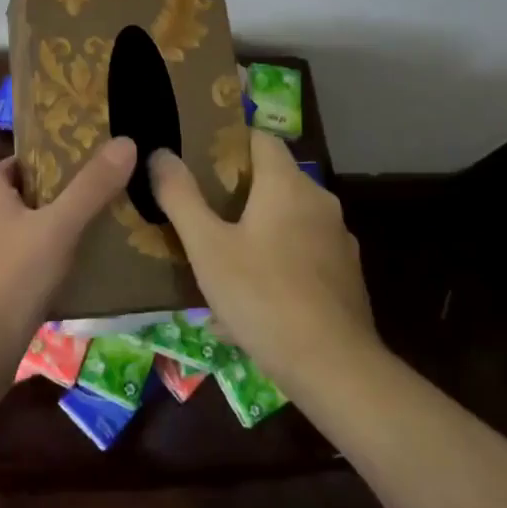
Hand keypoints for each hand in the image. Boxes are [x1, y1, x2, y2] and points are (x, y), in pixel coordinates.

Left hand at [0, 137, 137, 365]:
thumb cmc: (11, 274)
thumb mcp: (57, 224)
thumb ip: (90, 187)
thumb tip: (126, 141)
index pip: (8, 166)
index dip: (34, 159)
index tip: (70, 158)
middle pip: (22, 200)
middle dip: (55, 195)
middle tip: (98, 191)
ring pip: (30, 237)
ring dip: (59, 233)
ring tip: (102, 229)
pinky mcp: (3, 298)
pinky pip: (35, 273)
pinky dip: (58, 269)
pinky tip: (88, 274)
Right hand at [150, 130, 380, 392]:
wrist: (334, 368)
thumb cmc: (263, 296)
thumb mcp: (207, 247)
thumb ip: (180, 196)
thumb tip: (160, 153)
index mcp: (287, 184)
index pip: (260, 138)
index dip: (229, 141)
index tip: (198, 157)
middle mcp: (319, 201)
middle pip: (274, 178)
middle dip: (238, 189)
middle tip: (201, 207)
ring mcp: (338, 239)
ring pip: (289, 218)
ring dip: (258, 227)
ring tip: (222, 253)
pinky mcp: (346, 275)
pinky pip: (303, 252)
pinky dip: (279, 259)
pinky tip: (254, 294)